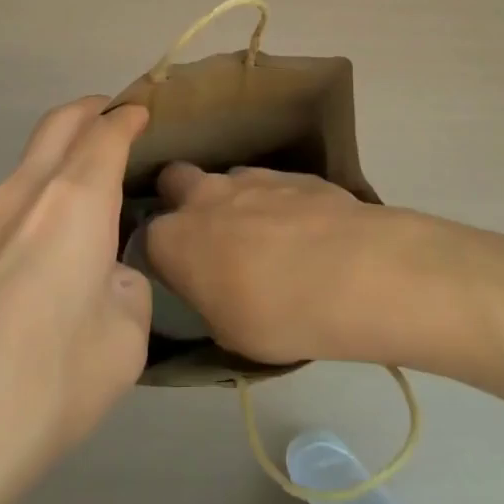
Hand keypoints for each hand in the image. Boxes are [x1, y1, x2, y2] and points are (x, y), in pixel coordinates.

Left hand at [0, 97, 152, 503]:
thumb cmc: (47, 386)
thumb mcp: (125, 341)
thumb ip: (128, 289)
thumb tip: (107, 277)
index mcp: (73, 202)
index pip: (105, 133)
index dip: (128, 117)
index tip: (143, 112)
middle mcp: (21, 195)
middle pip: (57, 126)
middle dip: (89, 111)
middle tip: (113, 119)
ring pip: (24, 169)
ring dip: (56, 164)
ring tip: (80, 206)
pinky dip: (28, 209)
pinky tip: (32, 265)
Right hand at [147, 163, 447, 367]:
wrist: (354, 272)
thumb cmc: (278, 316)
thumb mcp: (229, 332)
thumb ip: (209, 299)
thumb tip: (214, 287)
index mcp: (174, 238)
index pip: (149, 237)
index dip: (164, 253)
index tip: (182, 272)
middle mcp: (204, 196)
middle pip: (175, 180)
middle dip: (183, 199)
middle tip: (210, 235)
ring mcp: (250, 177)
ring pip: (226, 179)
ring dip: (235, 201)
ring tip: (266, 237)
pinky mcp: (292, 172)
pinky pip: (271, 184)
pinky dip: (278, 202)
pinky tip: (304, 231)